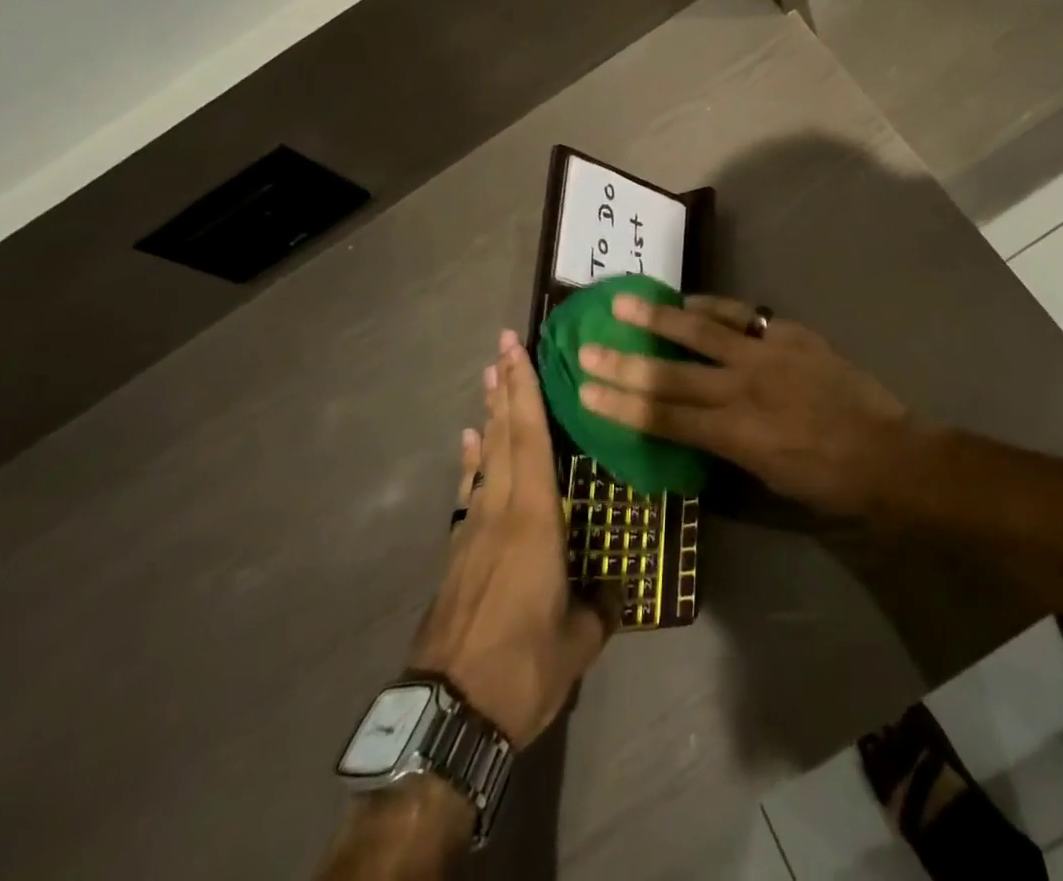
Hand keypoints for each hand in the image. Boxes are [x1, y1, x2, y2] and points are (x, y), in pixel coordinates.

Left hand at [409, 332, 612, 747]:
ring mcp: (472, 530)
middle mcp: (500, 511)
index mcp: (534, 519)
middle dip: (505, 387)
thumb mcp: (578, 641)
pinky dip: (472, 460)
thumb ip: (599, 606)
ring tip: (489, 379)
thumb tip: (614, 591)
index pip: (531, 439)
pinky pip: (470, 490)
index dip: (525, 391)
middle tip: (502, 346)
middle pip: (504, 435)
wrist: (448, 716)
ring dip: (489, 415)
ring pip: (485, 458)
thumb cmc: (522, 667)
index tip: (517, 351)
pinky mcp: (457, 554)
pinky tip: (470, 444)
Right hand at [577, 295, 909, 515]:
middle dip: (624, 362)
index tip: (585, 391)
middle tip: (587, 348)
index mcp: (734, 435)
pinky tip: (688, 299)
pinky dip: (712, 306)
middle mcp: (742, 390)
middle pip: (671, 374)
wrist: (887, 453)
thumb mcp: (766, 476)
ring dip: (660, 316)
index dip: (621, 405)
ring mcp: (766, 356)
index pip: (664, 418)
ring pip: (702, 331)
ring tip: (625, 301)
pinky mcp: (789, 334)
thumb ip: (725, 444)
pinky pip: (742, 315)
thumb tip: (692, 423)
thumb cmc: (826, 480)